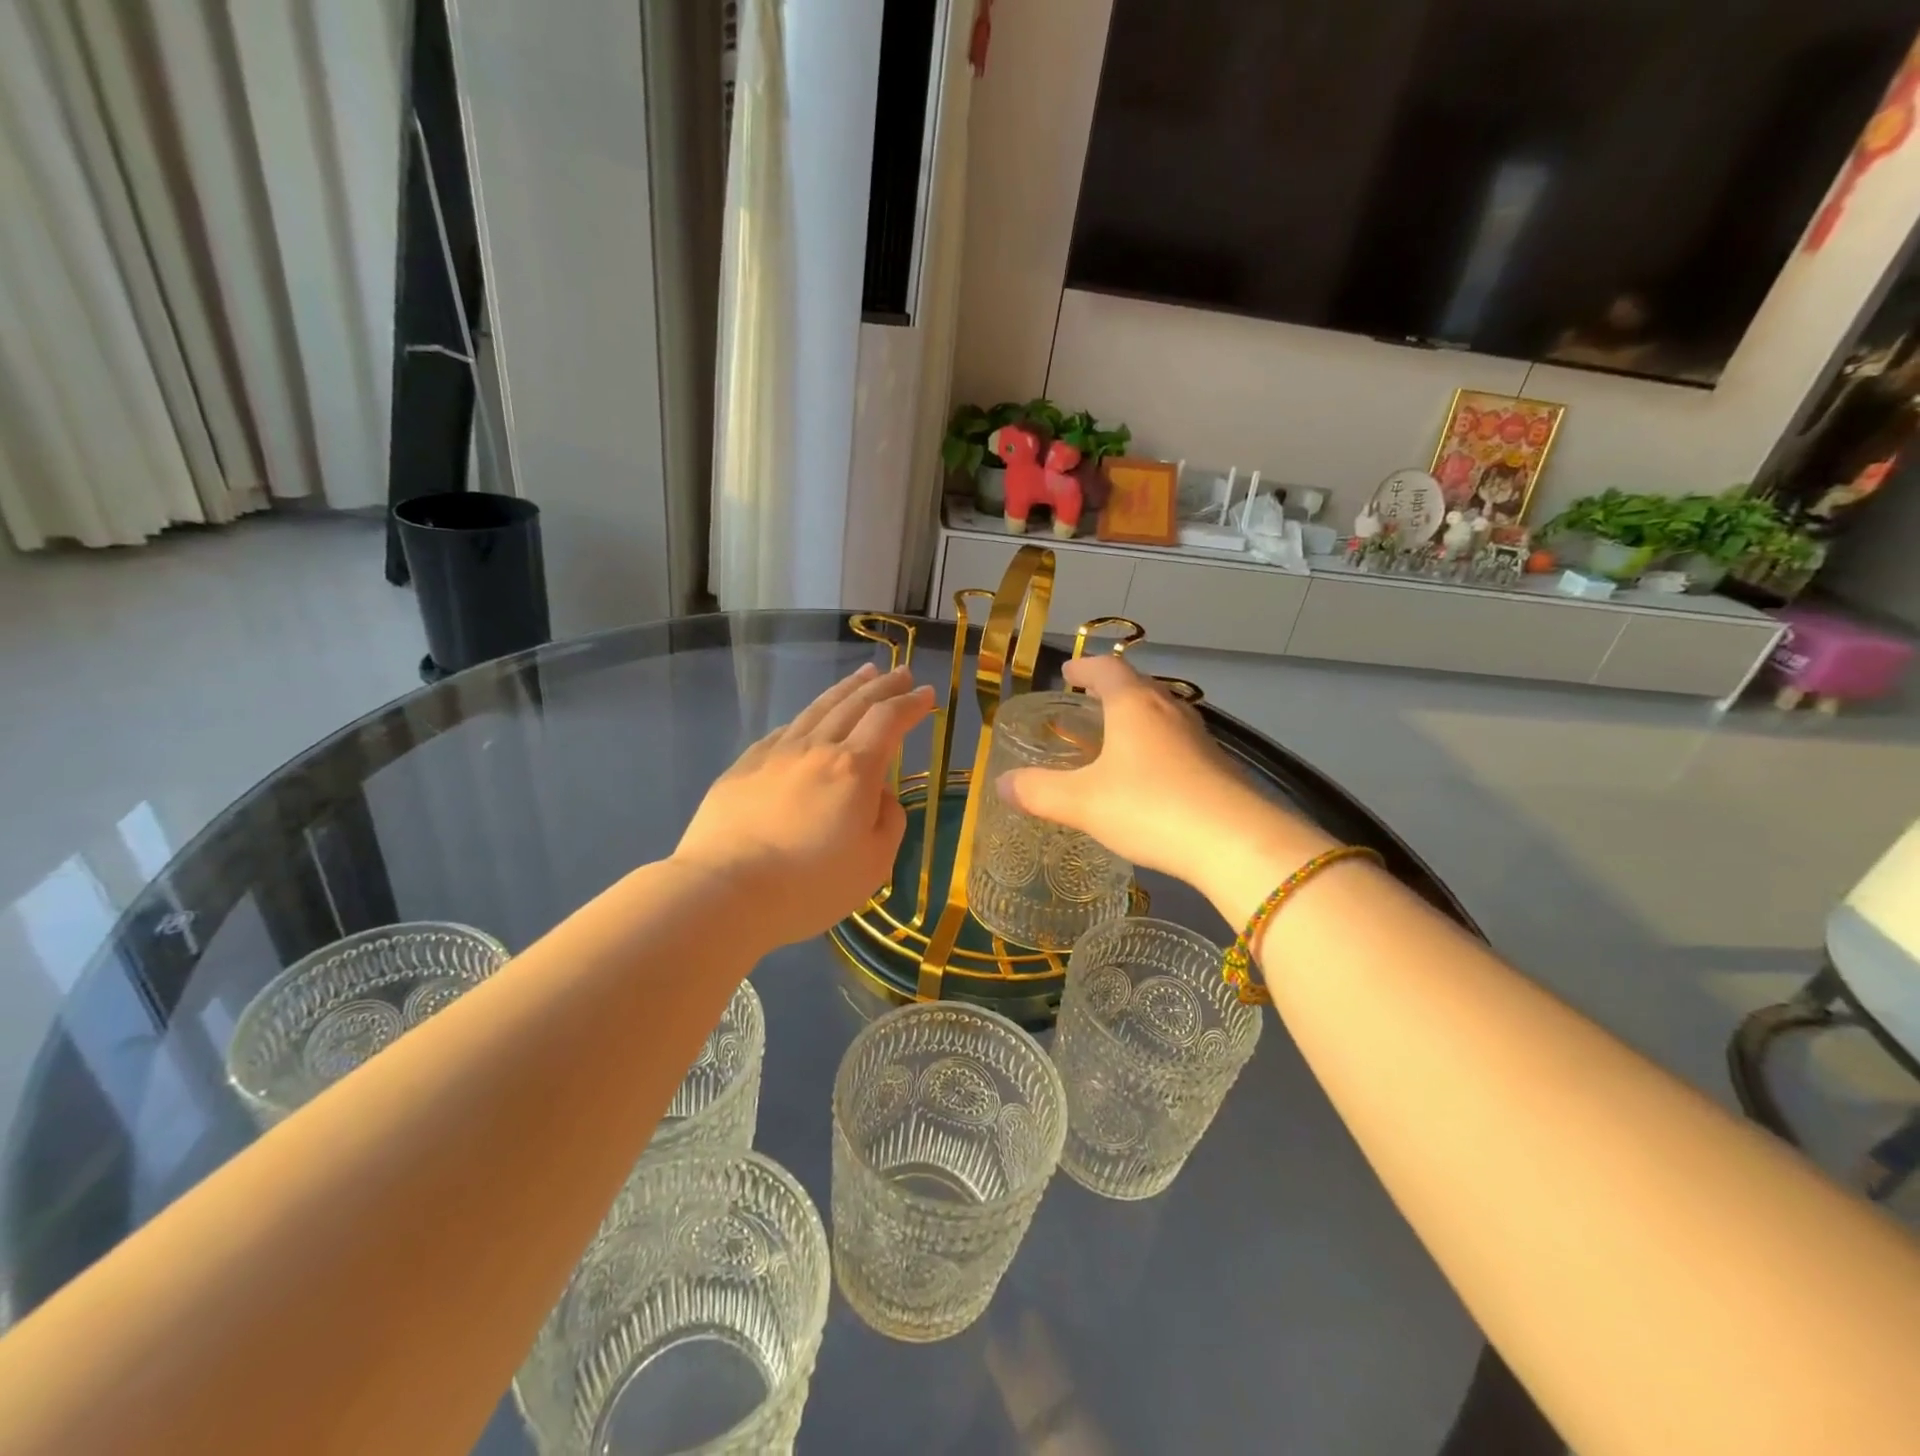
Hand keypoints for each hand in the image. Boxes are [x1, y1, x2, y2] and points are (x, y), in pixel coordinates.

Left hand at [674, 664, 934, 948]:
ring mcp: (776, 753)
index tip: (927, 693)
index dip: (911, 704)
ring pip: (818, 709)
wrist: (724, 891)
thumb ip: (889, 822)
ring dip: (846, 689)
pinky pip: (785, 731)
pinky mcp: (744, 766)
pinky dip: (807, 717)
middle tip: (901, 673)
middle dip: (883, 687)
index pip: (889, 721)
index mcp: (854, 769)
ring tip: (863, 675)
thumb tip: (880, 796)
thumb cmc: (809, 885)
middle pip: (854, 705)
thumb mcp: (874, 865)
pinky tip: (809, 719)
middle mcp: (816, 748)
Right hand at [995, 655, 1331, 918]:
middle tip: (1088, 703)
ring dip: (1137, 719)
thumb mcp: (1083, 802)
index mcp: (1135, 706)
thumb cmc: (1150, 807)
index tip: (1067, 673)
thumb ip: (1039, 792)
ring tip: (1115, 737)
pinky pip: (1179, 745)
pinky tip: (1149, 778)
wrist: (1236, 843)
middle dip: (1111, 691)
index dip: (1084, 668)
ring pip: (1162, 716)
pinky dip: (1156, 748)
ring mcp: (1200, 740)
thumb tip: (1003, 784)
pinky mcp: (1218, 769)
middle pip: (1139, 688)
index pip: (1107, 670)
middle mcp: (1170, 712)